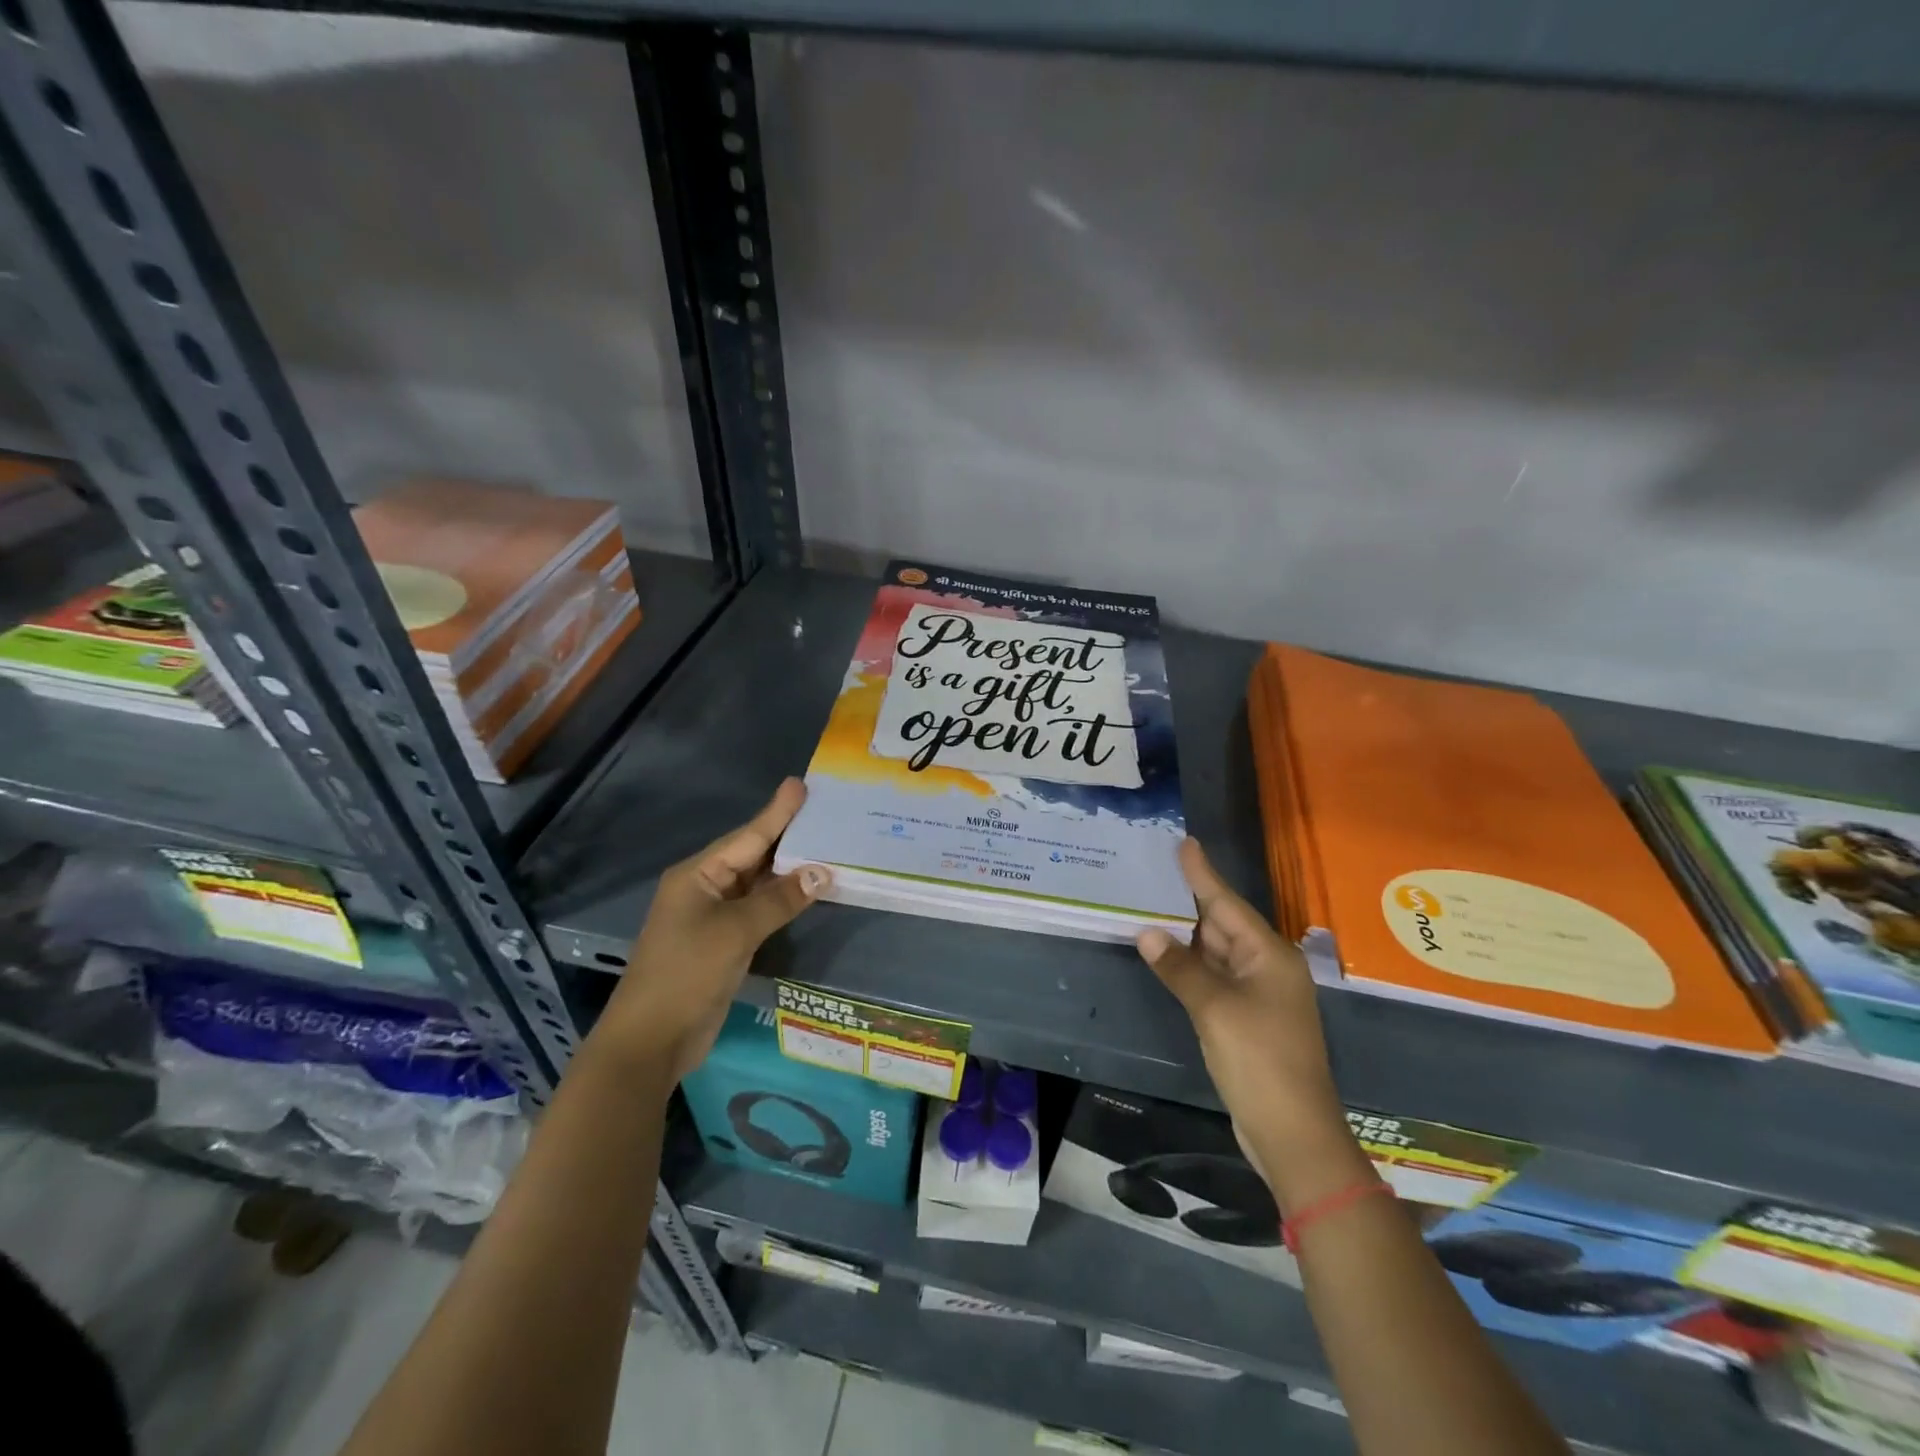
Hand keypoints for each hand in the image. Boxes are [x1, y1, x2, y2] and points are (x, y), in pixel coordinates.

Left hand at [590, 778, 829, 1086]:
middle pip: (753, 855)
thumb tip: (823, 872)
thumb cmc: (686, 974)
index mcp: (697, 875)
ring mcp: (714, 916)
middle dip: (788, 835)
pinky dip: (784, 898)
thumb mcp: (735, 932)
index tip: (801, 785)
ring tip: (827, 843)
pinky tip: (809, 889)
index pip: (747, 836)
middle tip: (825, 811)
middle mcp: (705, 888)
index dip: (777, 812)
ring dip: (790, 868)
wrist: (651, 1040)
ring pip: (759, 883)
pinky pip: (760, 909)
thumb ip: (780, 899)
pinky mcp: (725, 942)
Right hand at [1138, 838, 1366, 1210]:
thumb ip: (1180, 967)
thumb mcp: (1214, 1009)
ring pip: (1216, 953)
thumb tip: (1146, 932)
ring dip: (1186, 935)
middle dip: (1188, 902)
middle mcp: (1266, 968)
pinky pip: (1214, 978)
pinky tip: (1166, 954)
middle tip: (1153, 873)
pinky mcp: (1246, 1019)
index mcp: (1269, 955)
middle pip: (1222, 924)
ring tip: (1150, 905)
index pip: (1227, 904)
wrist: (1292, 1133)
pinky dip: (1190, 965)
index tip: (1185, 843)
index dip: (1203, 874)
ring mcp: (1258, 995)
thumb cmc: (1260, 1060)